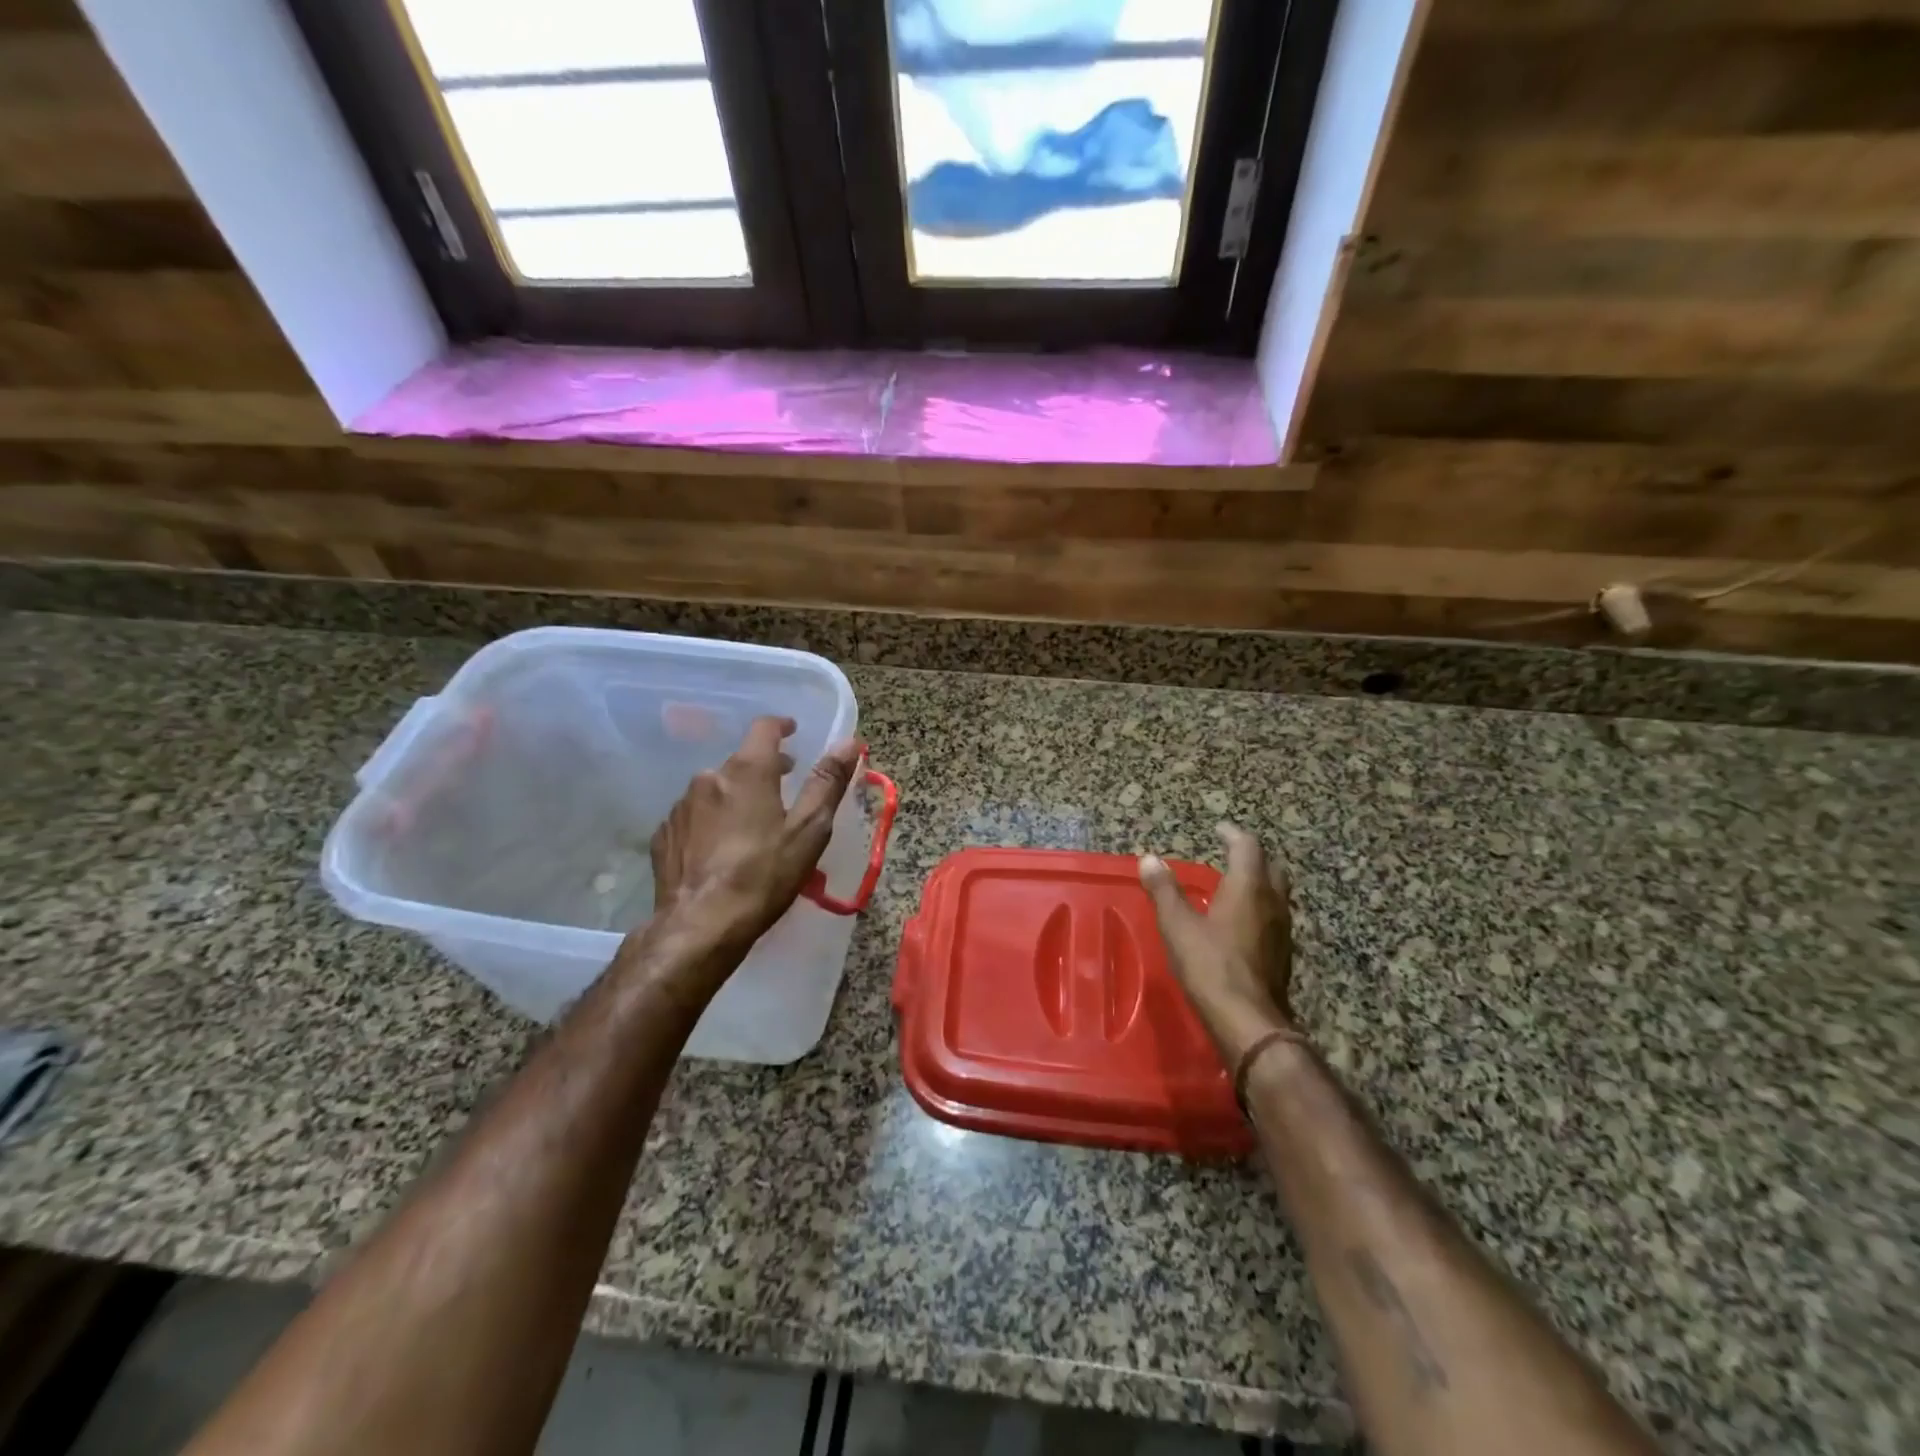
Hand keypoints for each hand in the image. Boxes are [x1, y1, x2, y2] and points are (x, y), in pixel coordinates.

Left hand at [642, 716, 859, 976]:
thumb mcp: (810, 830)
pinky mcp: (664, 835)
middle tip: (784, 789)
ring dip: (735, 798)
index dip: (781, 726)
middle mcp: (708, 778)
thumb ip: (828, 782)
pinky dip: (710, 823)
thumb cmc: (764, 875)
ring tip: (752, 828)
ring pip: (715, 790)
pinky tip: (720, 851)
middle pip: (740, 762)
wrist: (700, 926)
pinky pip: (694, 817)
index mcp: (748, 771)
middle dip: (764, 770)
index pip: (764, 728)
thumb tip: (849, 743)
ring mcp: (681, 807)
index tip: (792, 732)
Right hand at [1140, 824, 1296, 1064]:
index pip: (1248, 846)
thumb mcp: (1178, 925)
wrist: (1248, 1021)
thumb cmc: (1210, 965)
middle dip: (1252, 855)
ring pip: (1277, 892)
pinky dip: (1260, 906)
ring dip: (1259, 881)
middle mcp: (1273, 902)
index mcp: (1248, 888)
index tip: (1218, 828)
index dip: (1233, 833)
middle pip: (1271, 866)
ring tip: (1234, 884)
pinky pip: (1275, 916)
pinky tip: (1242, 921)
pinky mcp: (1283, 953)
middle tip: (1231, 852)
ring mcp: (1283, 929)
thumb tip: (1149, 859)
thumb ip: (1164, 890)